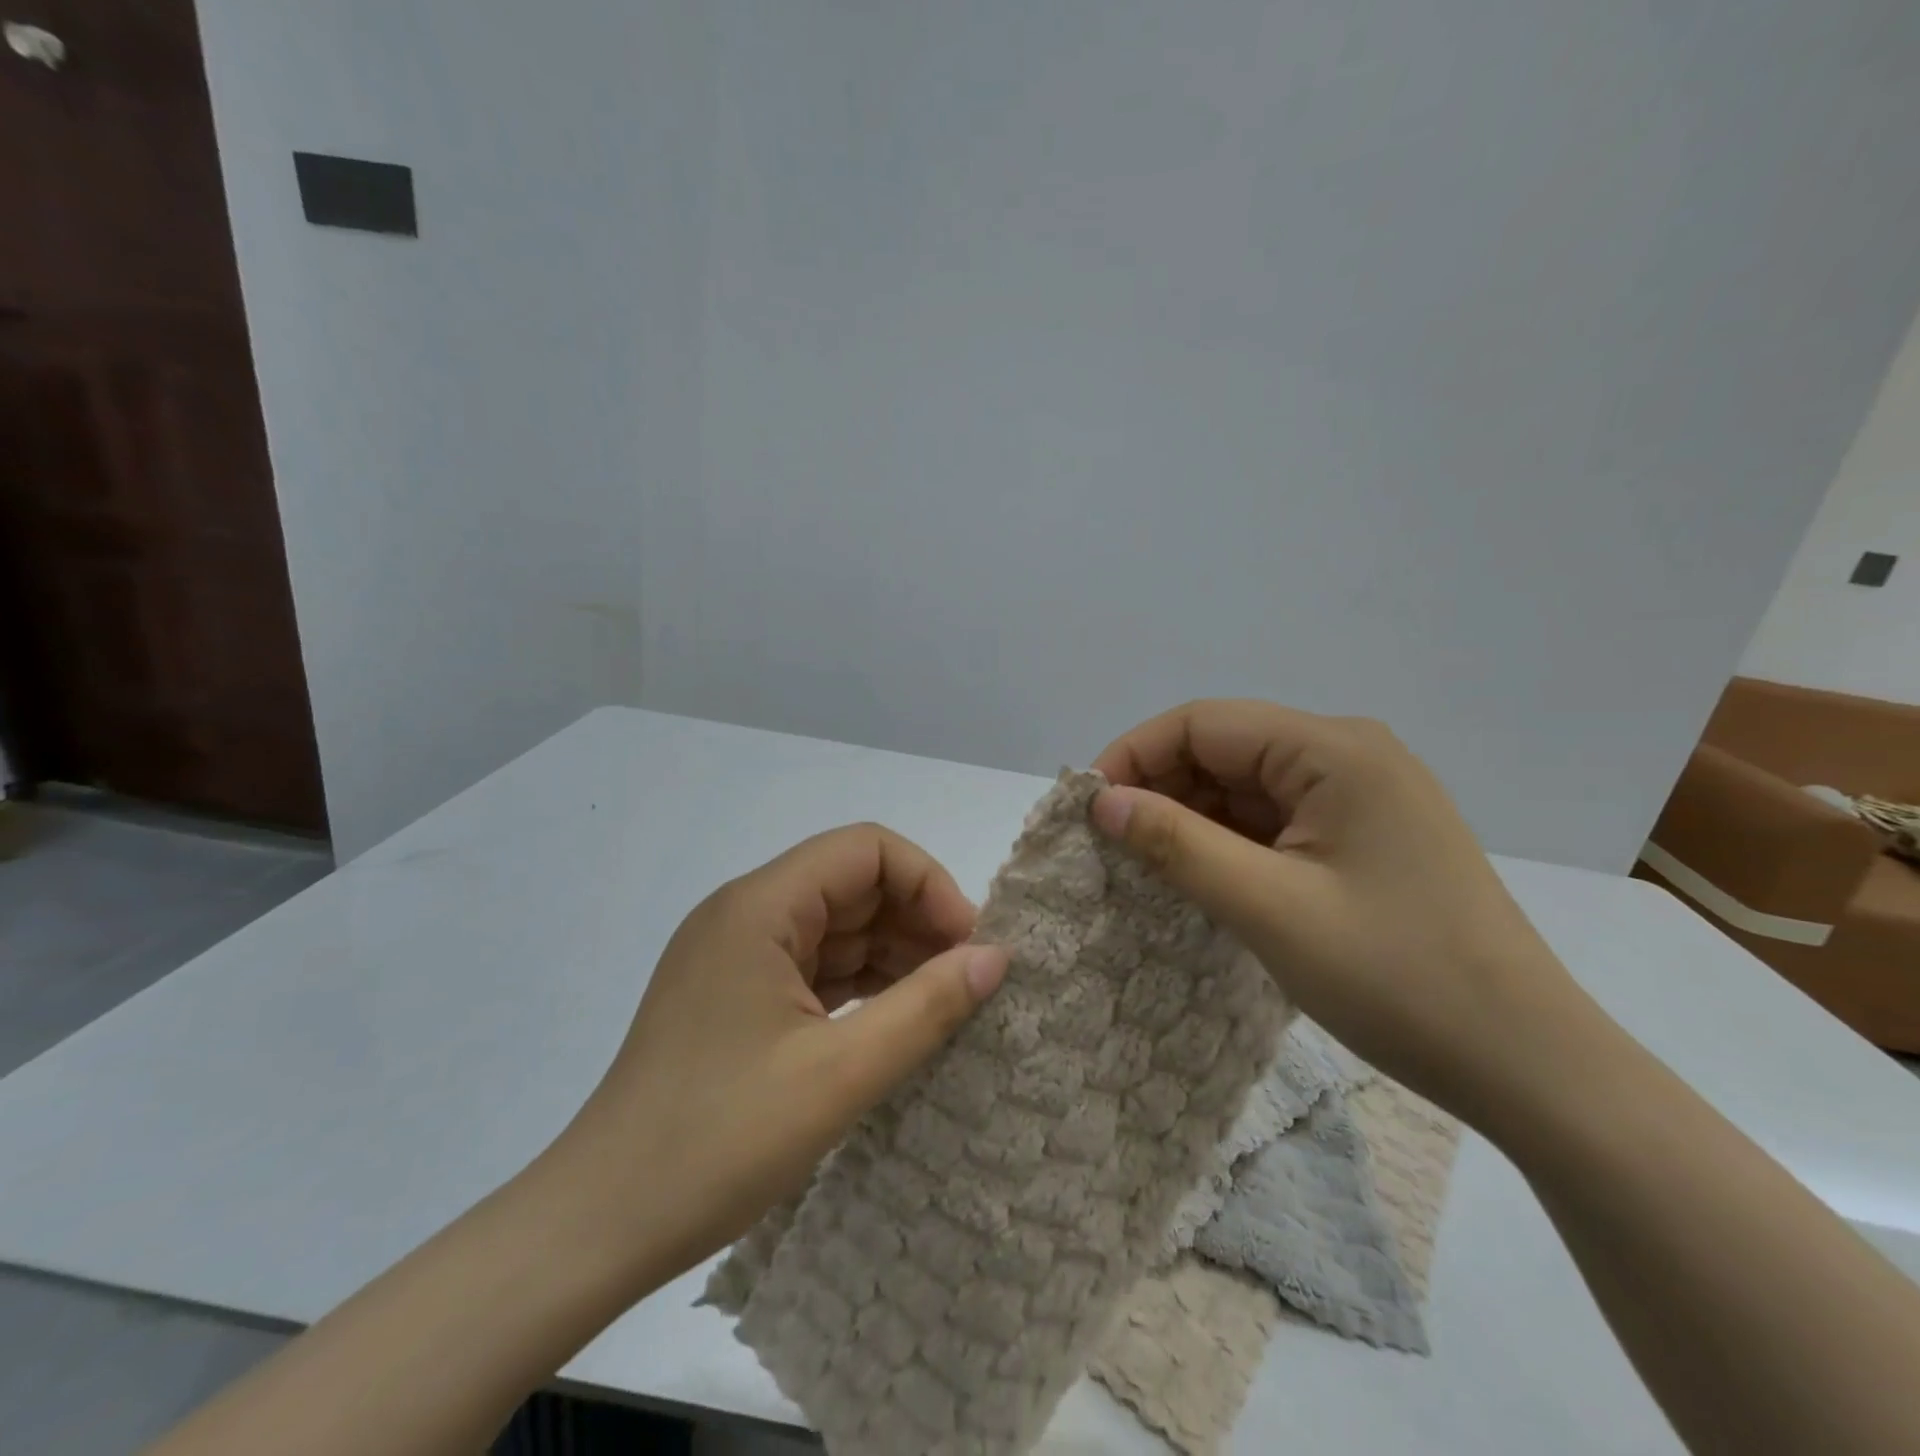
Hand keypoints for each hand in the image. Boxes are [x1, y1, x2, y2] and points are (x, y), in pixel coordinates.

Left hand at [552, 823, 1009, 1284]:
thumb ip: (926, 1006)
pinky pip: (812, 967)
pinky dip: (859, 985)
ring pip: (835, 927)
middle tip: (965, 981)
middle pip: (851, 884)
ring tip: (942, 1004)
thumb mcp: (840, 1074)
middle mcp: (745, 914)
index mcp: (760, 906)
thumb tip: (996, 956)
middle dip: (915, 921)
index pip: (865, 849)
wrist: (597, 1227)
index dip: (927, 883)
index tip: (966, 945)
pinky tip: (895, 1020)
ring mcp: (735, 956)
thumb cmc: (718, 1141)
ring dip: (892, 955)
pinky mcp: (733, 996)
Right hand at [1091, 700, 1602, 1120]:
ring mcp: (1360, 794)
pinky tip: (1201, 874)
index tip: (1088, 808)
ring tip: (1146, 864)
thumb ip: (1177, 843)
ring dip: (1192, 816)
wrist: (1527, 1063)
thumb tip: (1101, 801)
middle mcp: (1348, 754)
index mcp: (1333, 750)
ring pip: (1246, 785)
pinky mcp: (1364, 833)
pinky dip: (1229, 840)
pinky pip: (1275, 818)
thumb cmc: (1397, 978)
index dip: (1135, 755)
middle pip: (1224, 747)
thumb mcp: (1268, 907)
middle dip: (1160, 786)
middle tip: (1111, 843)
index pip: (1203, 722)